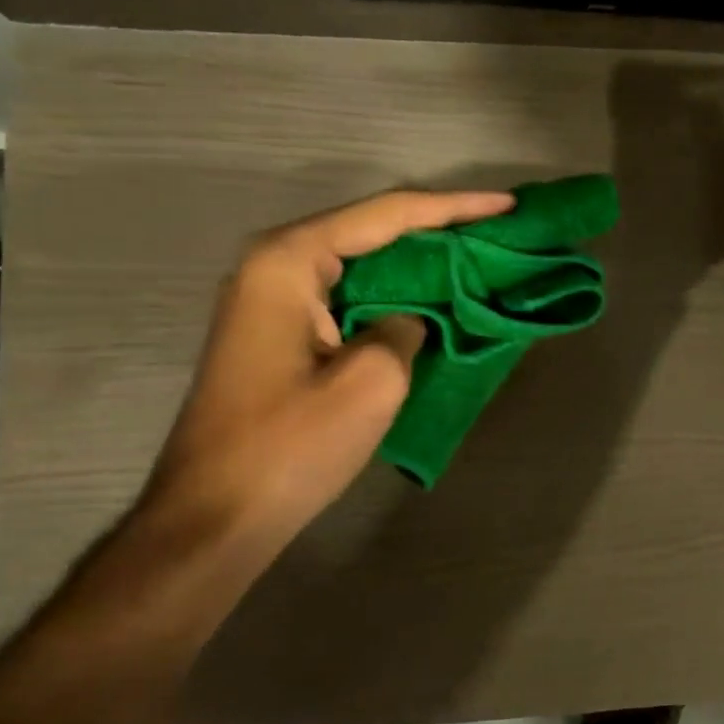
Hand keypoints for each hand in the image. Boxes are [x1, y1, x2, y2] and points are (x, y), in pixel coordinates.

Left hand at [138, 188, 514, 552]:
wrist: (215, 518)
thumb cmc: (290, 446)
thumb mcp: (372, 382)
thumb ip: (407, 328)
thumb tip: (411, 319)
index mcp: (289, 262)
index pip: (387, 215)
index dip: (455, 208)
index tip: (509, 205)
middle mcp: (274, 265)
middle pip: (372, 230)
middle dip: (438, 228)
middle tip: (499, 228)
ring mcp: (272, 300)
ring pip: (362, 263)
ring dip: (419, 261)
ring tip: (478, 256)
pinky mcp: (280, 333)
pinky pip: (350, 295)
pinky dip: (395, 293)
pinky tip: (433, 300)